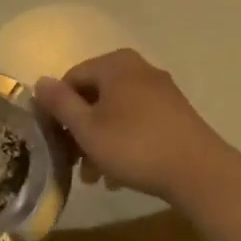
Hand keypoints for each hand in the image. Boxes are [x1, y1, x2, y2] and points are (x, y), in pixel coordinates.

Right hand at [35, 49, 235, 204]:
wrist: (200, 173)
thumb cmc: (135, 146)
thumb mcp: (88, 128)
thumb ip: (61, 103)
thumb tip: (40, 82)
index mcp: (114, 64)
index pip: (72, 78)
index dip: (57, 109)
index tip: (54, 140)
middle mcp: (138, 68)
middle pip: (95, 95)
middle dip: (81, 129)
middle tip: (73, 162)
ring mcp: (161, 90)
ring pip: (116, 112)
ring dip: (100, 140)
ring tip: (95, 176)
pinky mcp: (176, 113)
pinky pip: (138, 121)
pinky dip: (124, 141)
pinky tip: (120, 175)